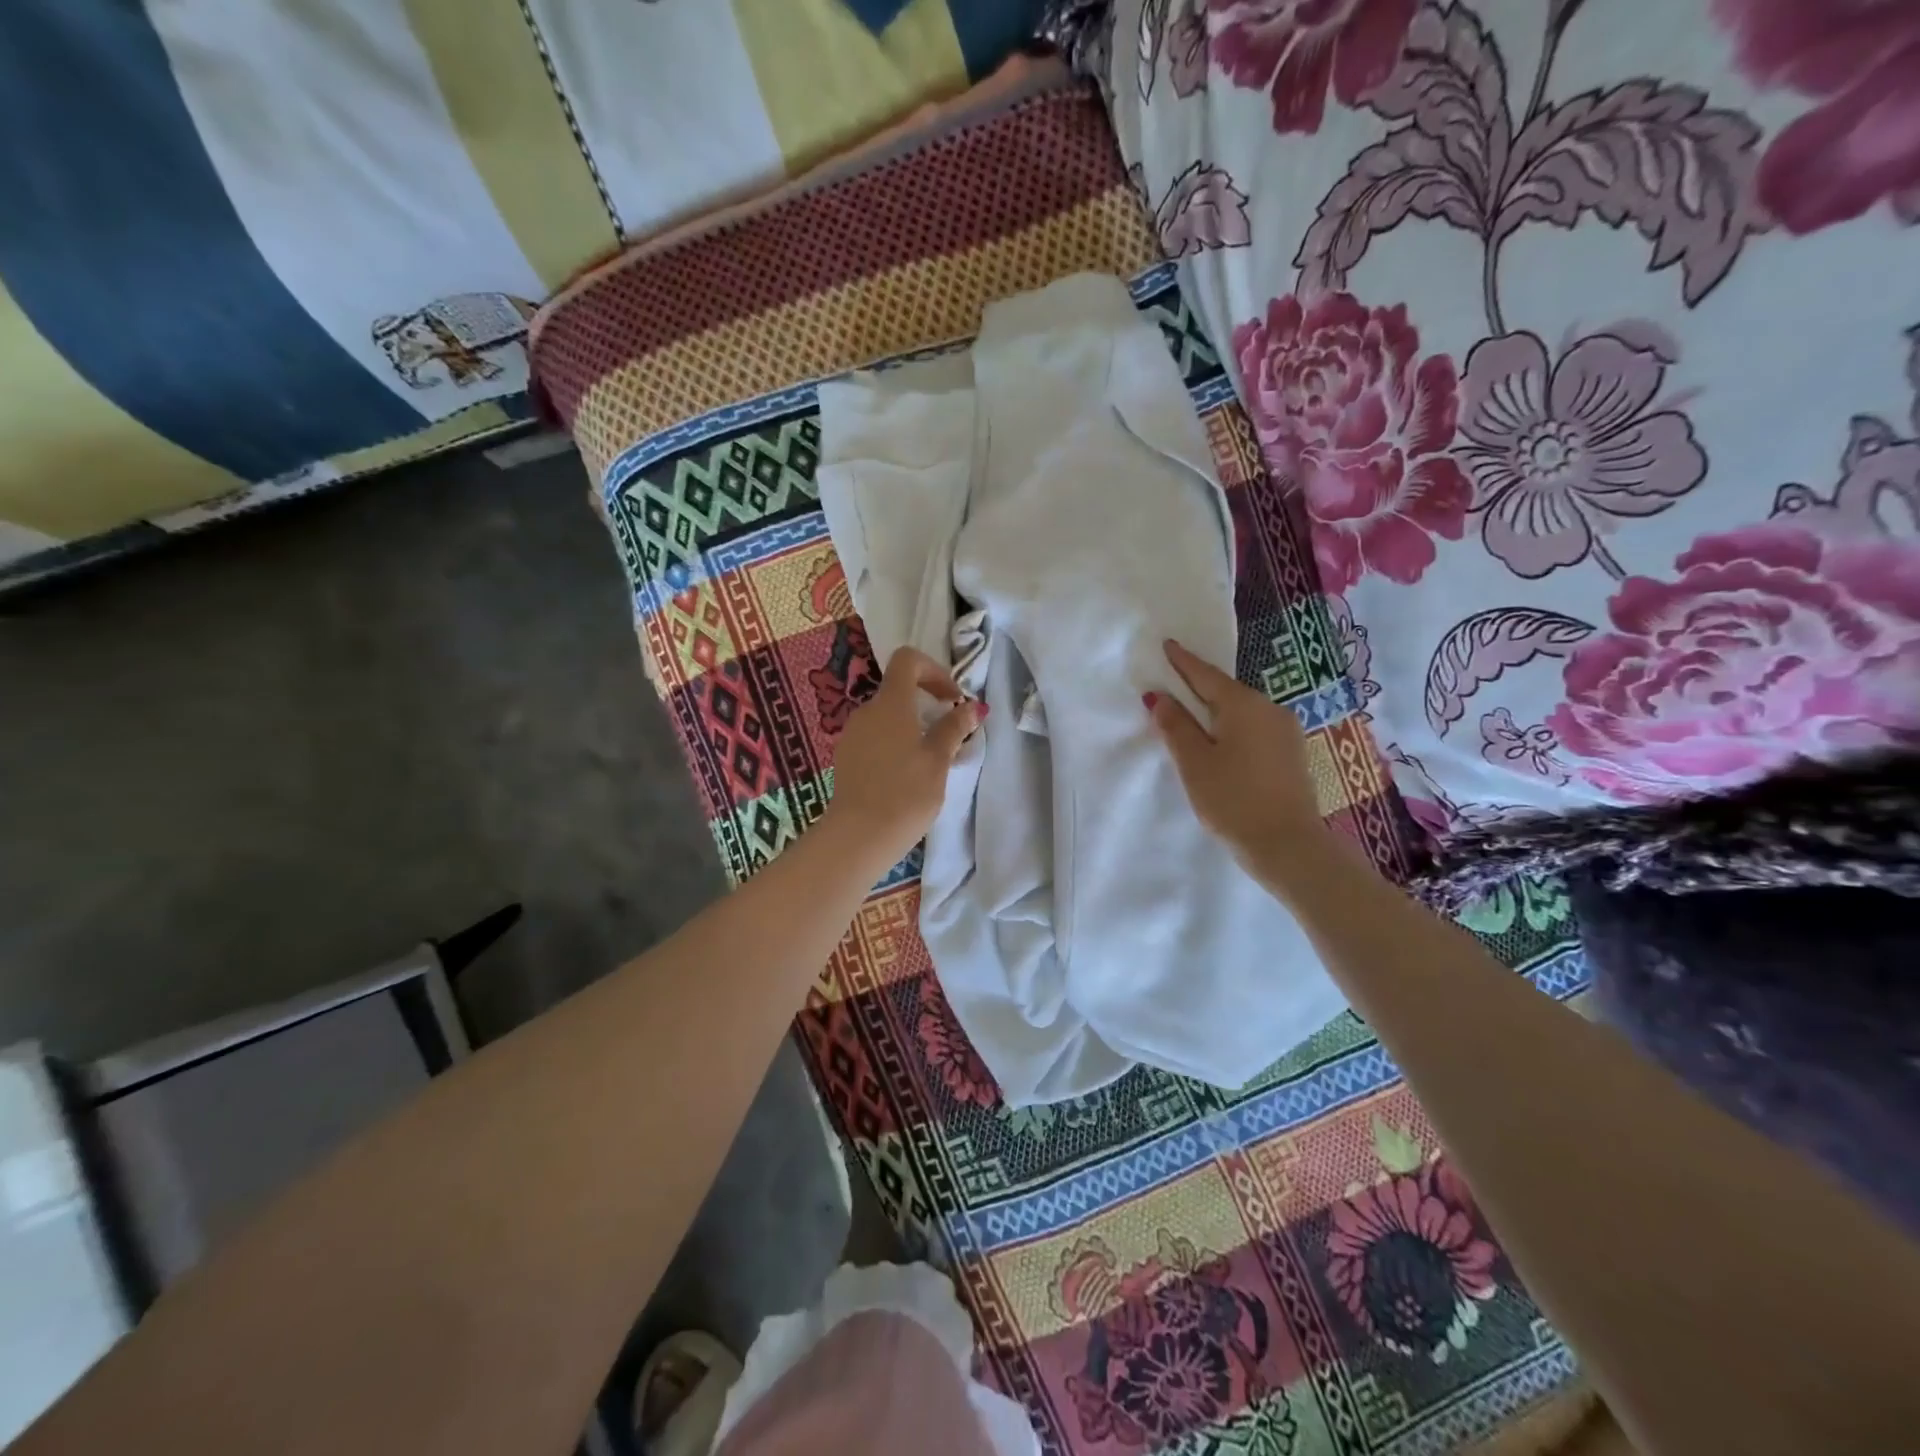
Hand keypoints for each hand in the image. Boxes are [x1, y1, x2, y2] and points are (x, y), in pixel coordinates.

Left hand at [824, 646, 984, 869]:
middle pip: (898, 690)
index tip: (952, 699)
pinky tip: (906, 774)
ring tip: (930, 759)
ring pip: (886, 716)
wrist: (859, 836)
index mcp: (890, 703)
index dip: (934, 670)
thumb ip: (953, 729)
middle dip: (926, 703)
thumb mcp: (938, 760)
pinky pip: (874, 737)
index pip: (907, 660)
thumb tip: (971, 708)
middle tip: (949, 732)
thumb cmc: (905, 793)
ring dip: (911, 726)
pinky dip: (894, 743)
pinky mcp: (846, 757)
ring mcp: (852, 734)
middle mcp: (866, 711)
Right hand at [1146, 639, 1331, 892]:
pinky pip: (1255, 728)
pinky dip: (1233, 727)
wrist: (1288, 845)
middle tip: (1174, 680)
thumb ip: (1176, 726)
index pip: (1206, 675)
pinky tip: (1221, 741)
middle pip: (1226, 691)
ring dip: (1216, 710)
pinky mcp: (1292, 753)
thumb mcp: (1195, 763)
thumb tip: (1159, 697)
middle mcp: (1270, 708)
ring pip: (1242, 711)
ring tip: (1193, 715)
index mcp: (1243, 705)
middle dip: (1199, 687)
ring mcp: (1286, 730)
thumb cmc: (1233, 800)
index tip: (1168, 645)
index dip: (1183, 662)